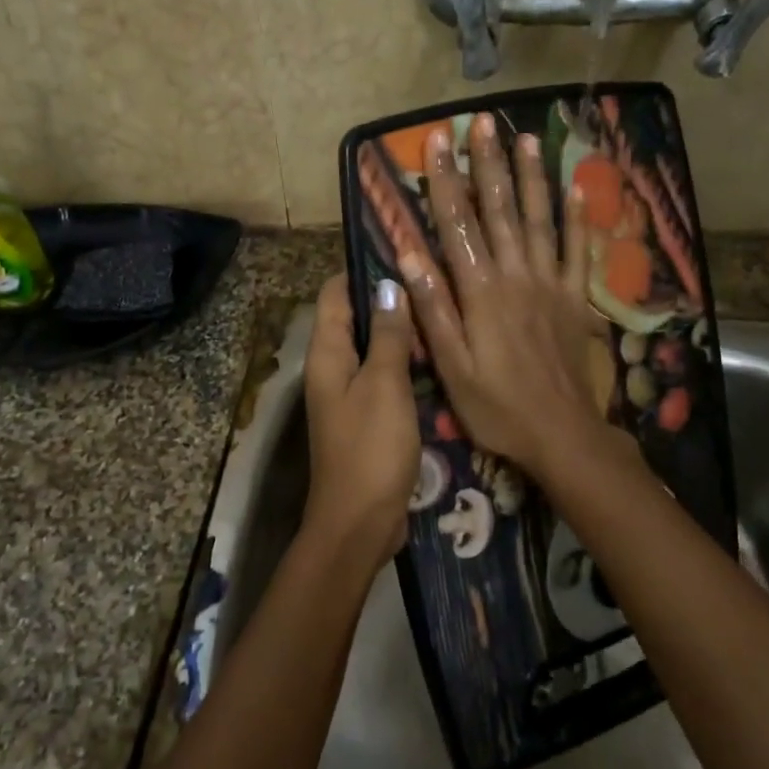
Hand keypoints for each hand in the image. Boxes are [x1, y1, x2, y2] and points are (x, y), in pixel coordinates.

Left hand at [300, 272, 418, 570]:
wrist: (360, 521)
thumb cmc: (370, 448)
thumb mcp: (383, 385)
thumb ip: (387, 335)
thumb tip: (388, 285)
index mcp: (327, 354)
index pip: (334, 294)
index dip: (361, 268)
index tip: (399, 247)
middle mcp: (332, 368)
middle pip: (355, 318)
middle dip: (386, 297)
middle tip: (433, 276)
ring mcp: (349, 394)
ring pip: (373, 348)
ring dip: (399, 330)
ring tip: (441, 307)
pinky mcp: (368, 417)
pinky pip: (384, 377)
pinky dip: (404, 362)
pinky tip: (437, 355)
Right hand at [401, 114, 613, 477]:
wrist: (562, 434)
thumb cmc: (497, 407)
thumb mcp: (451, 367)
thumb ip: (433, 310)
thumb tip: (409, 257)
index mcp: (481, 292)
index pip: (458, 225)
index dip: (447, 181)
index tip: (439, 141)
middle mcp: (517, 277)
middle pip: (501, 211)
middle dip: (489, 164)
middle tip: (483, 122)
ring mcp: (551, 285)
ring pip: (541, 220)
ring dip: (532, 177)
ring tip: (526, 138)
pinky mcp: (575, 300)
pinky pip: (579, 251)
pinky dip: (578, 219)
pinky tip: (577, 190)